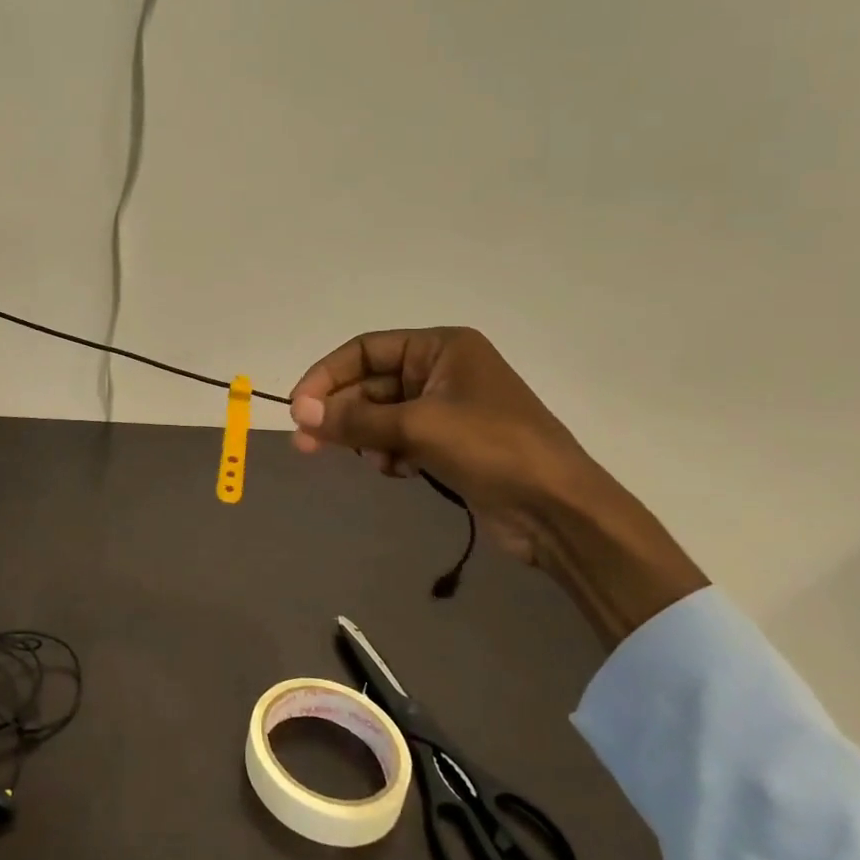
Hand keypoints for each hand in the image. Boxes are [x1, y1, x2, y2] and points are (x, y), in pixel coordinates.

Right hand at [289, 327, 706, 646]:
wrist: (560, 511)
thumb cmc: (492, 448)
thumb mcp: (418, 427)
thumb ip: (356, 420)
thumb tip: (301, 414)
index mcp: (442, 347)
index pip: (367, 349)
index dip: (328, 375)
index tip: (300, 407)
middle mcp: (443, 370)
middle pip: (372, 383)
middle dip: (342, 412)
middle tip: (306, 442)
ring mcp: (448, 409)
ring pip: (382, 415)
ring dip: (366, 436)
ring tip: (361, 459)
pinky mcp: (450, 444)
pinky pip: (400, 439)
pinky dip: (389, 453)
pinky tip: (396, 471)